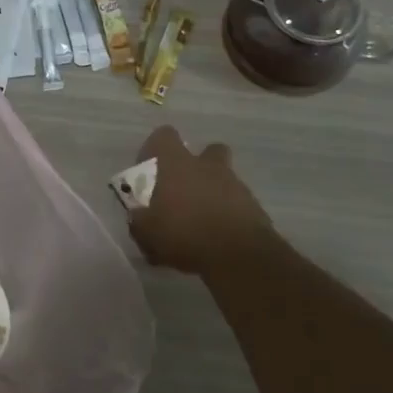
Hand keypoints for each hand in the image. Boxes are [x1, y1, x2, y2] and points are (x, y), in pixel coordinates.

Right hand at [127, 125, 277, 276]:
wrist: (239, 256)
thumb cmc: (185, 234)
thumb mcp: (147, 233)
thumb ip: (139, 220)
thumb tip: (137, 215)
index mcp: (177, 164)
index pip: (164, 136)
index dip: (154, 149)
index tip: (149, 170)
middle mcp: (207, 166)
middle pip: (207, 150)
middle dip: (198, 165)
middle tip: (184, 190)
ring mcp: (235, 185)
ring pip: (224, 178)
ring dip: (213, 192)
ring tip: (201, 220)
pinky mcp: (255, 207)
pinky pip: (238, 203)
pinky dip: (229, 214)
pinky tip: (218, 237)